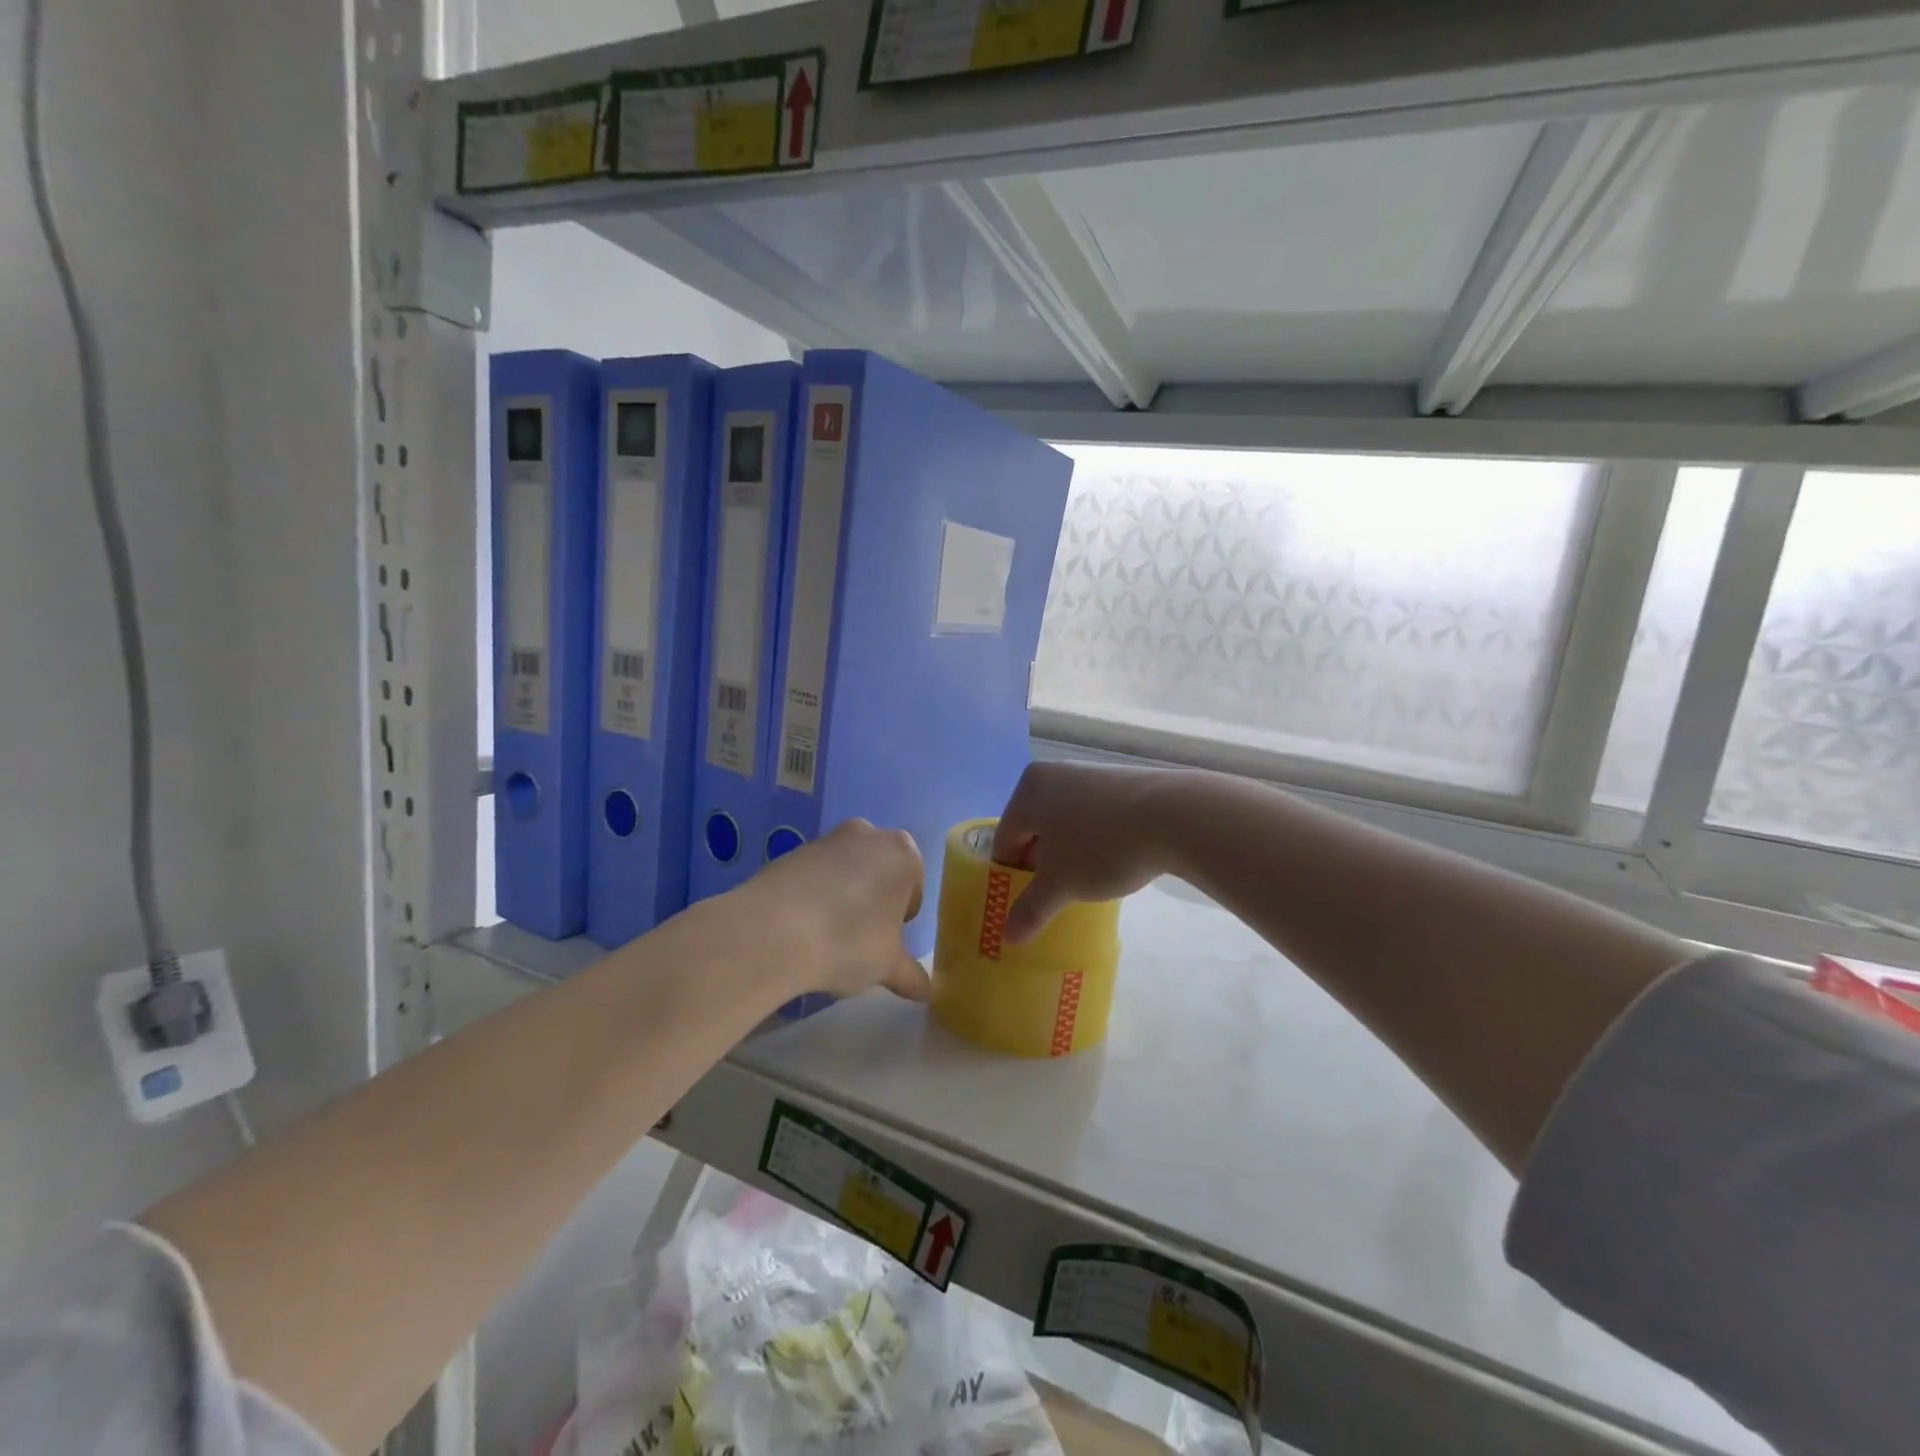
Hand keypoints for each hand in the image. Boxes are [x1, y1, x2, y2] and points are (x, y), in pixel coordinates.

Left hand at [745, 818, 930, 1001]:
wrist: (773, 931)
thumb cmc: (849, 941)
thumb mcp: (887, 966)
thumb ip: (910, 974)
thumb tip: (927, 991)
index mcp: (902, 854)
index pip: (914, 886)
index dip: (903, 918)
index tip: (888, 942)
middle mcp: (867, 834)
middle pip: (879, 871)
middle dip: (874, 901)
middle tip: (861, 939)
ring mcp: (825, 840)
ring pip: (845, 871)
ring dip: (843, 898)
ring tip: (827, 938)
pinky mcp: (790, 853)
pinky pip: (812, 877)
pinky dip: (812, 897)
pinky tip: (801, 929)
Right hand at [992, 761, 1180, 942]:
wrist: (1175, 816)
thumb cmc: (1101, 846)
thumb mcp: (1061, 885)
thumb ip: (1031, 909)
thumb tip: (1008, 936)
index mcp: (1029, 789)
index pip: (1005, 839)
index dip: (1009, 876)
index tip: (1024, 905)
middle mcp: (1054, 773)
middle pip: (1034, 828)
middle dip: (1040, 864)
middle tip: (1053, 896)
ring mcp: (1090, 773)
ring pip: (1065, 822)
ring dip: (1068, 853)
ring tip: (1084, 883)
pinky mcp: (1122, 781)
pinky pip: (1094, 815)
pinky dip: (1094, 839)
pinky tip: (1112, 862)